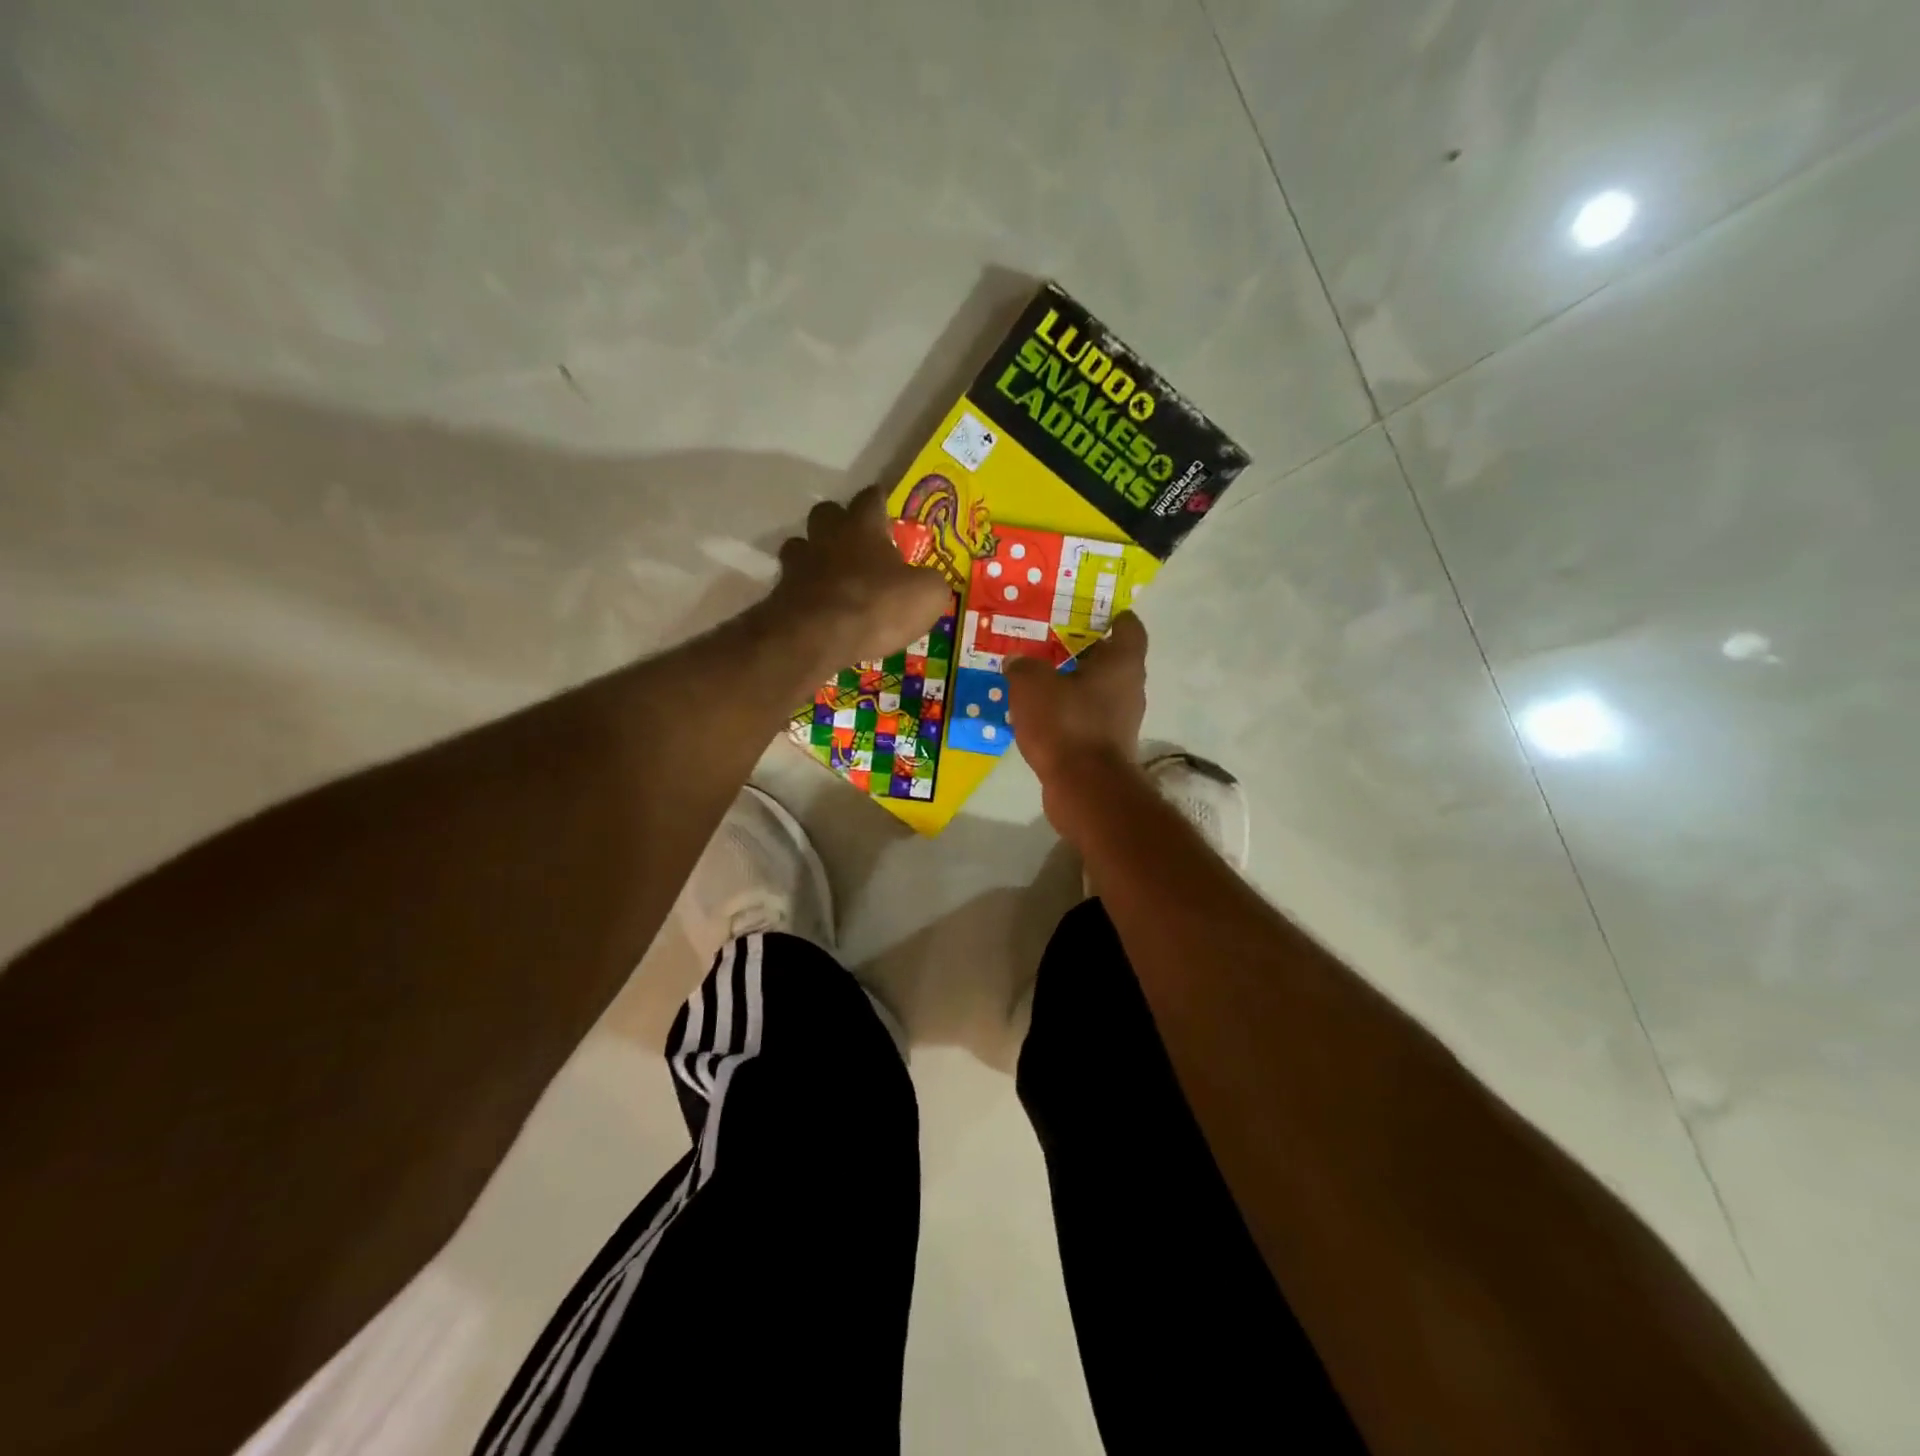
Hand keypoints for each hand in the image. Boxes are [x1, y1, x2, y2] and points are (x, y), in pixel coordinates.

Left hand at [763, 485, 951, 679]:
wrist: (816, 637)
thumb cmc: (876, 606)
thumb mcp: (927, 595)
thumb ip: (929, 582)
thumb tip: (927, 582)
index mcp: (863, 527)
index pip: (871, 498)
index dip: (880, 500)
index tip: (885, 504)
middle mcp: (827, 537)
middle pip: (827, 513)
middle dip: (839, 523)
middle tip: (856, 543)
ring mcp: (799, 565)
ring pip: (801, 546)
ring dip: (814, 556)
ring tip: (832, 577)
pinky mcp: (781, 596)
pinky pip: (794, 586)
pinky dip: (805, 593)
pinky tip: (820, 609)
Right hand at [1006, 612, 1148, 839]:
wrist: (1085, 789)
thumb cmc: (1066, 724)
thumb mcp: (1032, 685)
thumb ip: (1023, 667)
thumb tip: (1017, 660)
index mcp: (1122, 663)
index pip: (1129, 628)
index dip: (1113, 616)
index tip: (1092, 611)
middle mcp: (1129, 688)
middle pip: (1110, 660)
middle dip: (1082, 650)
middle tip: (1050, 640)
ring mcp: (1120, 721)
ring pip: (1096, 691)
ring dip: (1072, 684)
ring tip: (1038, 677)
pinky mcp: (1106, 747)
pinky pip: (1086, 718)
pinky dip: (1068, 713)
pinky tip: (1040, 713)